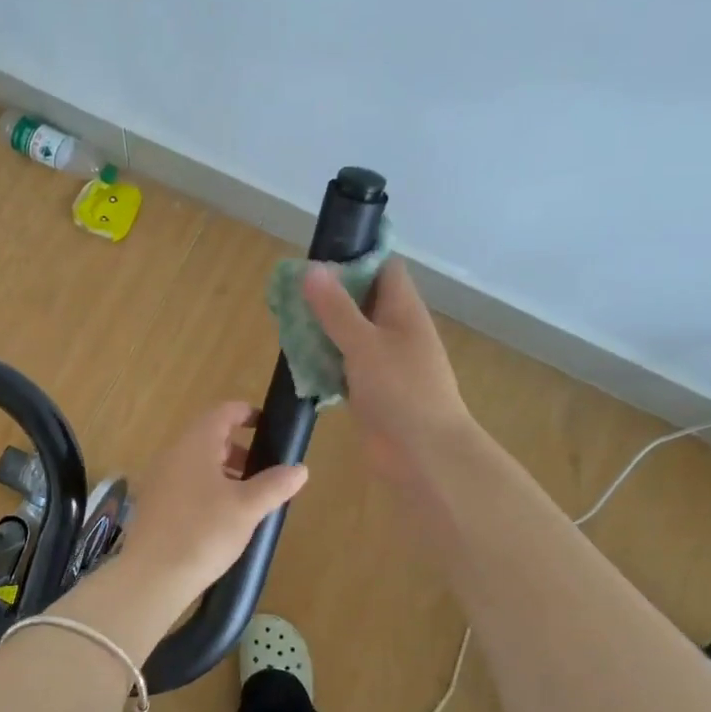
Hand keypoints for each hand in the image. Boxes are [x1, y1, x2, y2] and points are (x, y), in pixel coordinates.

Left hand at [116, 401, 308, 602]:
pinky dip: (207, 487)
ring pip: (197, 461)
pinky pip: (185, 482)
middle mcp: (173, 453)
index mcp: (195, 443)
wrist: (152, 576)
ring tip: (247, 496)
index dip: (247, 413)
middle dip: (238, 447)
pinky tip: (221, 516)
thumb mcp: (247, 508)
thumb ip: (275, 484)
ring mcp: (159, 478)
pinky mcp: (153, 503)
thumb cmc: (203, 532)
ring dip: (223, 470)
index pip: (222, 412)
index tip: (268, 426)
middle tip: (264, 469)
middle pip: (209, 436)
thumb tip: (299, 469)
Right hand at [303, 259, 471, 487]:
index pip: (384, 268)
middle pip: (362, 301)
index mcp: (403, 311)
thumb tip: (312, 269)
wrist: (424, 454)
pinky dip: (323, 361)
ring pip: (349, 334)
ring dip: (322, 329)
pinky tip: (296, 360)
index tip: (318, 257)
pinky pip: (343, 366)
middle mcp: (395, 331)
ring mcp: (384, 362)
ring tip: (285, 321)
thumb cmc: (401, 391)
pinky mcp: (370, 390)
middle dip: (329, 295)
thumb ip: (336, 309)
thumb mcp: (364, 344)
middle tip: (290, 291)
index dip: (356, 257)